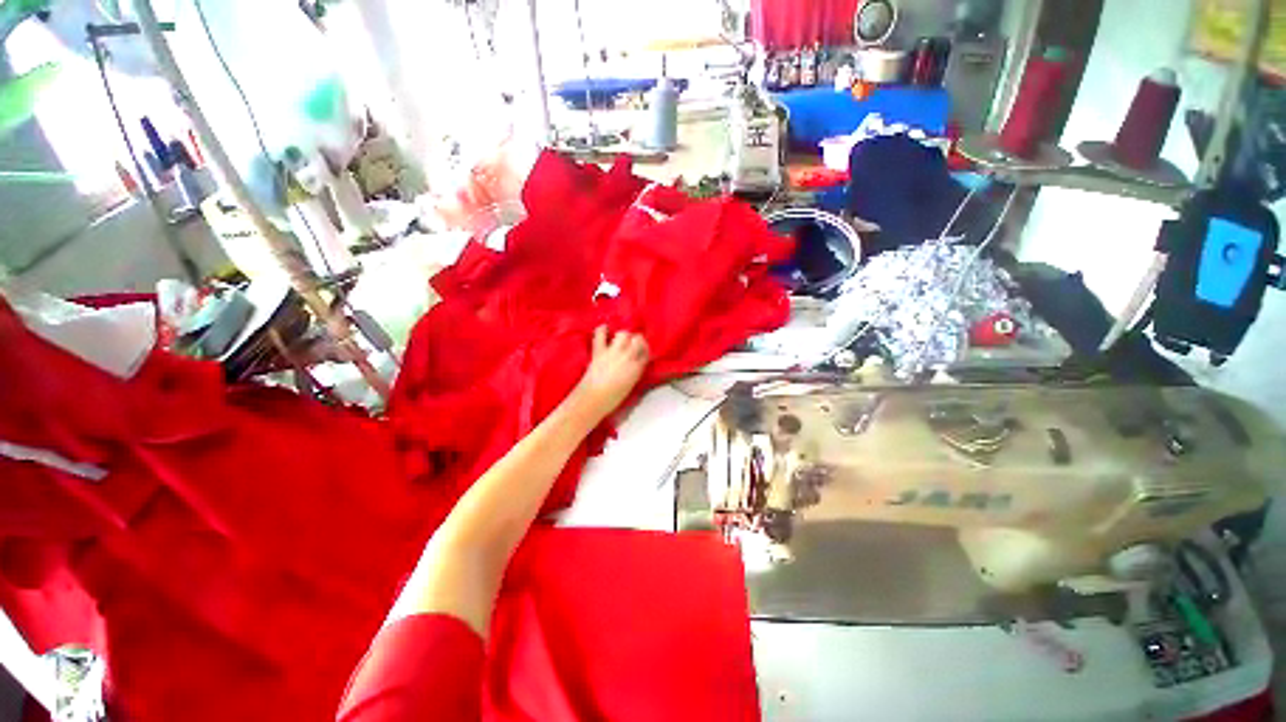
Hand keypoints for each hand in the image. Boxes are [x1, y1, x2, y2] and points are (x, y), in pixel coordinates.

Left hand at [567, 327, 648, 422]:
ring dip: (622, 335)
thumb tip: (632, 364)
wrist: (593, 400)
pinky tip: (604, 329)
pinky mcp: (599, 351)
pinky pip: (601, 335)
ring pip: (623, 334)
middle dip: (635, 339)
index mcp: (637, 368)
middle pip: (637, 339)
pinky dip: (602, 330)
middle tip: (631, 344)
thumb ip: (633, 372)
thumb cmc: (612, 398)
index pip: (646, 351)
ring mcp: (613, 353)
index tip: (641, 350)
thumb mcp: (629, 386)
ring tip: (619, 339)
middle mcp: (628, 357)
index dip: (644, 349)